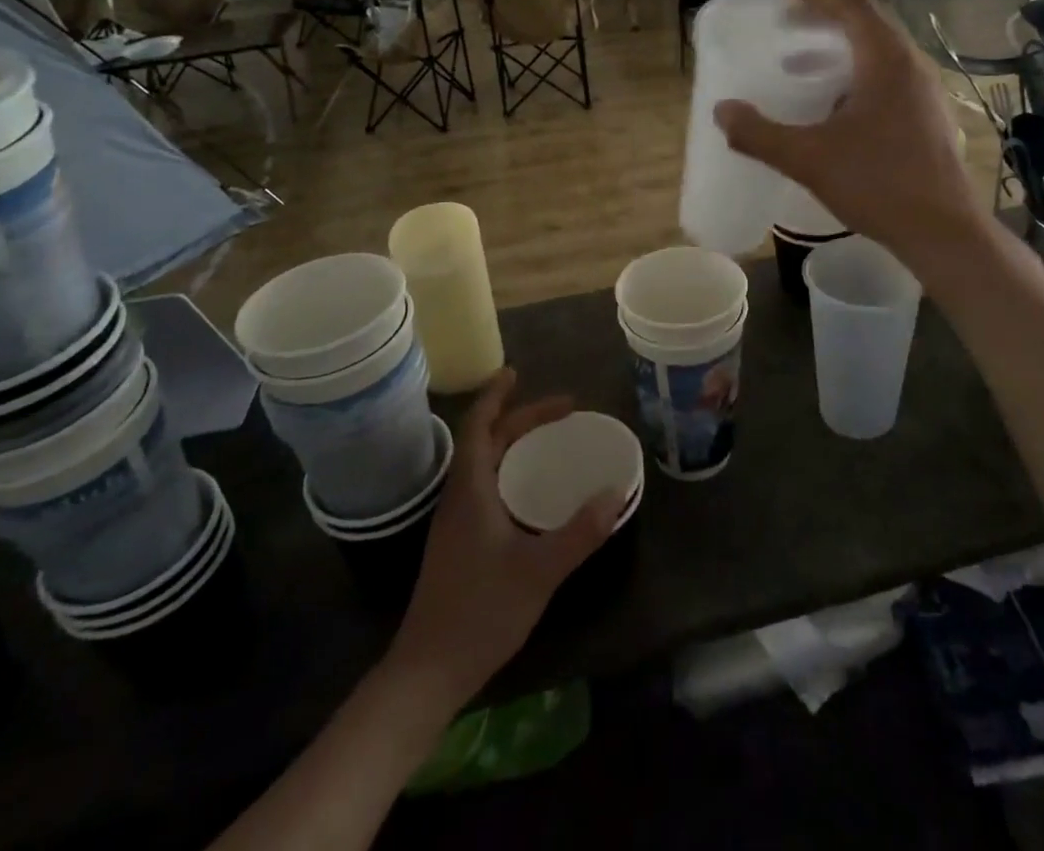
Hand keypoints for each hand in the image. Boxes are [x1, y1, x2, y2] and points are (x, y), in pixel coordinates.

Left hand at [388, 370, 622, 709]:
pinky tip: (531, 492)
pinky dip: (509, 470)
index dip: (496, 395)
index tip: (517, 372)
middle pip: (487, 441)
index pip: (480, 426)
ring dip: (513, 443)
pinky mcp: (458, 544)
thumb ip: (580, 532)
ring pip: (484, 465)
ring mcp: (455, 522)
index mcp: (471, 490)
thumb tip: (616, 493)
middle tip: (562, 411)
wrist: (427, 672)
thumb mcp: (539, 570)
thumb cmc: (480, 612)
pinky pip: (485, 487)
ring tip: (548, 439)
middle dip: (521, 418)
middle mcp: (459, 497)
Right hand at [714, 0, 982, 272]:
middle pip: (868, 19)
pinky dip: (856, 70)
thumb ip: (759, 134)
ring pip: (880, 48)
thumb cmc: (878, 185)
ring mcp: (925, 90)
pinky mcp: (928, 115)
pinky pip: (888, 74)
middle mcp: (912, 64)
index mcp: (886, 60)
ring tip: (804, 61)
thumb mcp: (808, 159)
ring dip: (841, 43)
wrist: (943, 231)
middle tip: (788, 19)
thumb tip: (721, 111)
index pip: (851, 1)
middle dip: (825, 13)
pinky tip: (835, 104)